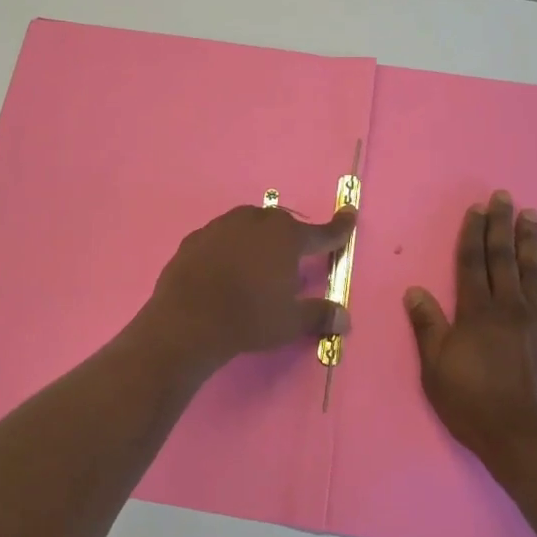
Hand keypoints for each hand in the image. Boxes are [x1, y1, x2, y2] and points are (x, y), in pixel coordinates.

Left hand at [138, 202, 357, 372]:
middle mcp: (255, 222)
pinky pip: (220, 238)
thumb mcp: (290, 322)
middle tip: (292, 258)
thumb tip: (344, 319)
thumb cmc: (249, 318)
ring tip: (256, 263)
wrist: (188, 320)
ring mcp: (222, 226)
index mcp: (286, 237)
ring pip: (248, 225)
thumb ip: (319, 315)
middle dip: (291, 238)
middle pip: (281, 224)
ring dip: (257, 238)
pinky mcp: (195, 238)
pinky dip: (228, 248)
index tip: (349, 214)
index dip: (339, 228)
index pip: (321, 233)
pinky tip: (224, 268)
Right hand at [405, 191, 536, 485]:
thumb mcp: (435, 369)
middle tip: (504, 197)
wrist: (528, 439)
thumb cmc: (473, 405)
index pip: (472, 264)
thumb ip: (428, 327)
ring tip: (531, 214)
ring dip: (530, 240)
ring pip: (533, 270)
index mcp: (476, 313)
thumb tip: (415, 290)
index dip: (472, 235)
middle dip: (501, 226)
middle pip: (503, 258)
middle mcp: (509, 307)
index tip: (476, 210)